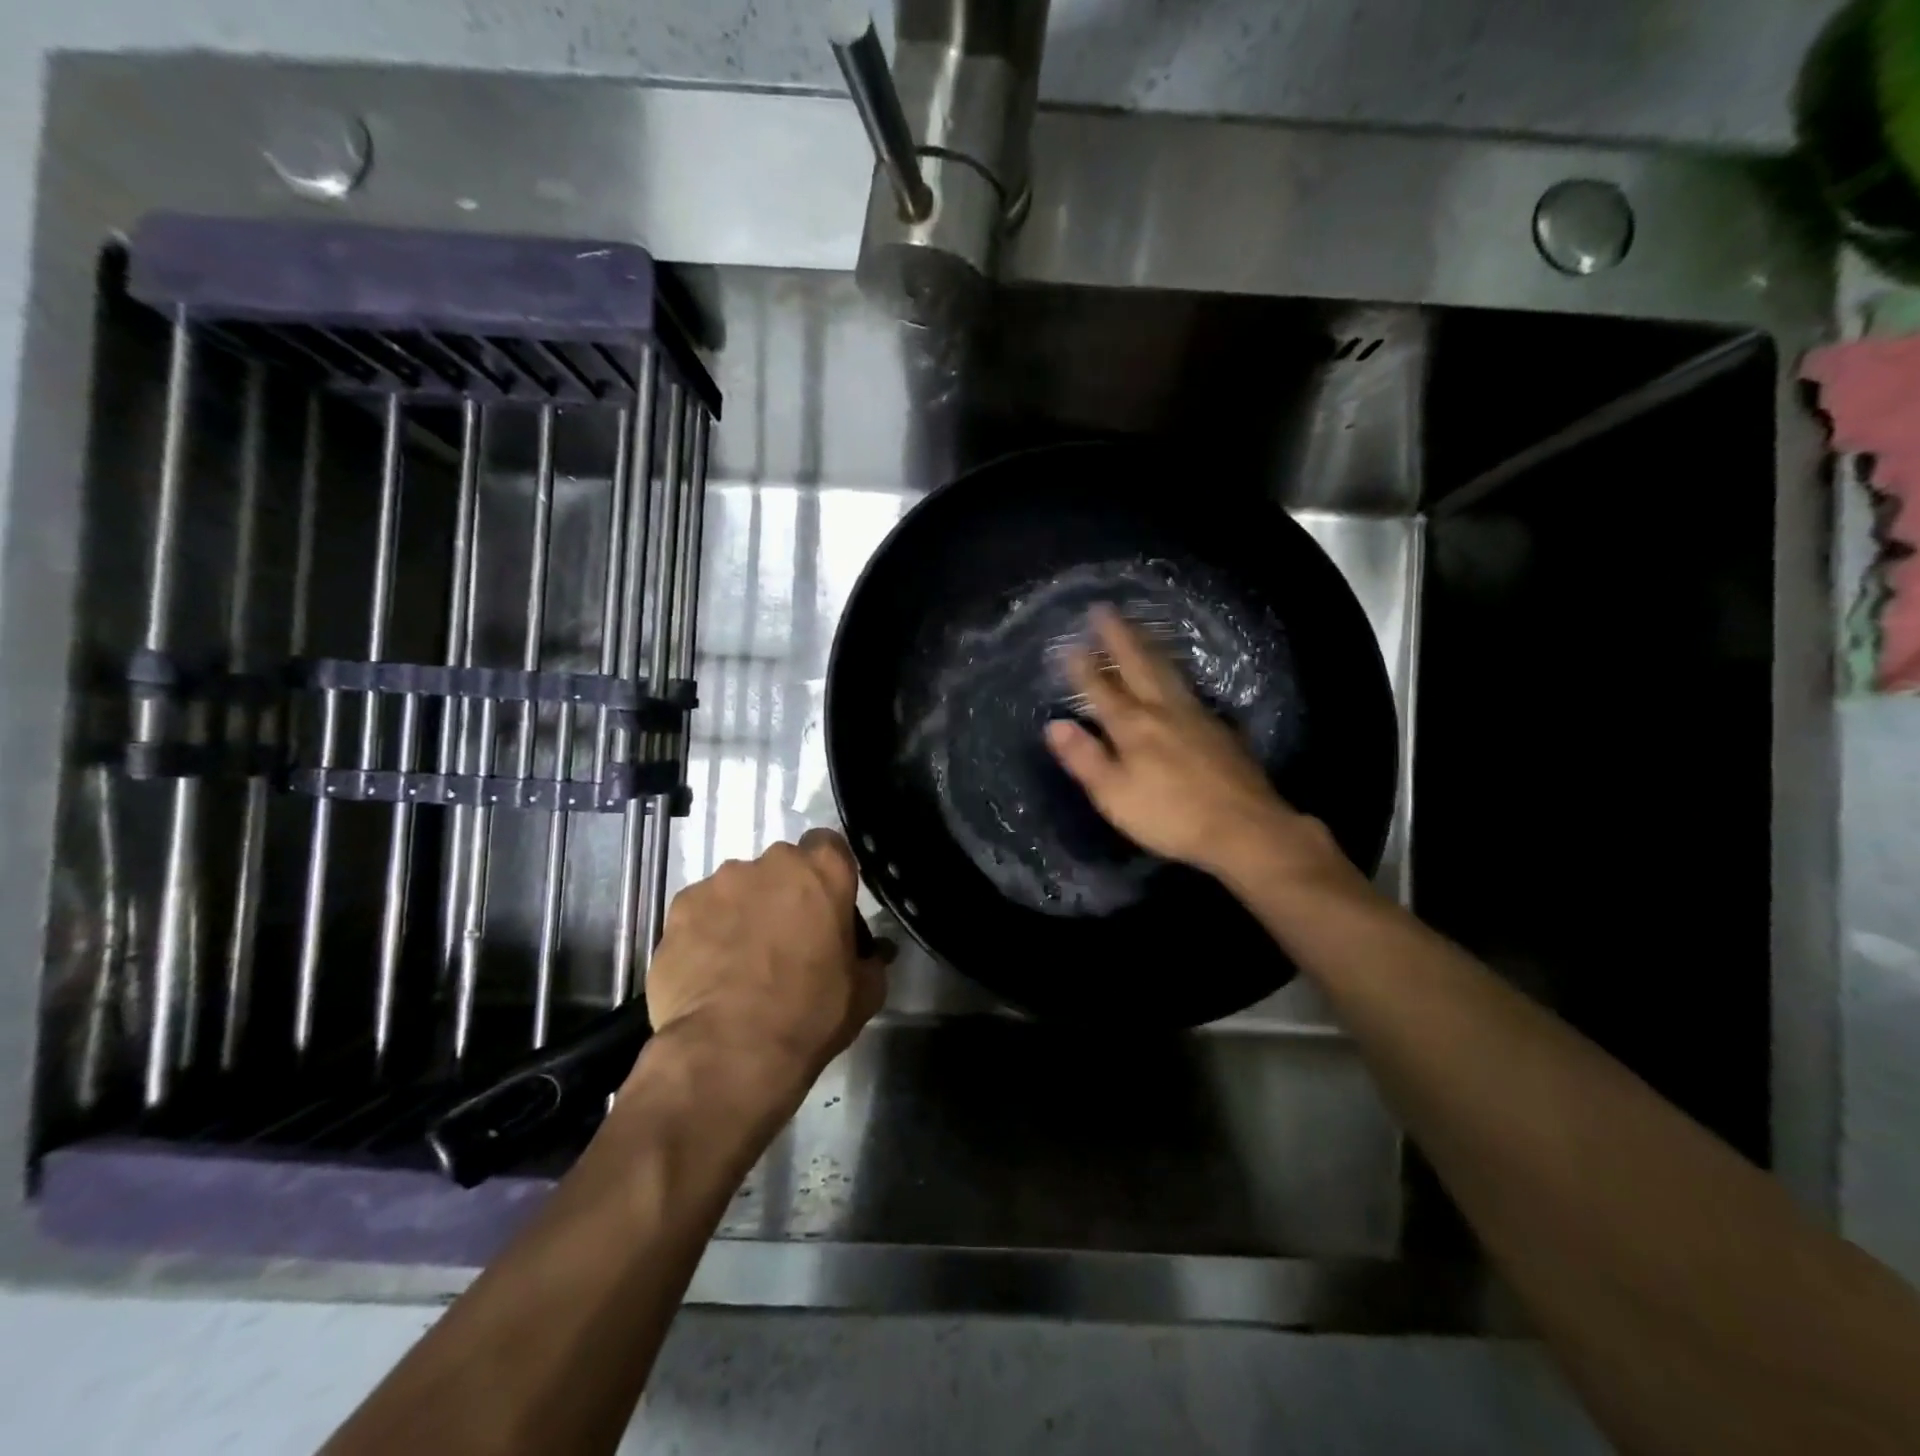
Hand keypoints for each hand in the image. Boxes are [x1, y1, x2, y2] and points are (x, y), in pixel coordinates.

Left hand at [642, 829, 888, 1102]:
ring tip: (739, 960)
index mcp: (822, 872)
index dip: (826, 874)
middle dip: (783, 894)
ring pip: (737, 888)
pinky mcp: (679, 908)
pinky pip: (700, 911)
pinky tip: (708, 970)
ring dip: (743, 911)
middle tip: (785, 939)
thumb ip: (870, 959)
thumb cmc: (809, 1015)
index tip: (825, 905)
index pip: (829, 846)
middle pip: (781, 867)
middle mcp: (770, 863)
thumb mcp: (864, 993)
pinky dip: (706, 931)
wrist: (729, 1051)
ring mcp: (720, 883)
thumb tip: (873, 952)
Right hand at [1043, 605, 1348, 885]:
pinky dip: (1173, 673)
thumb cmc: (1171, 815)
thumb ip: (1085, 758)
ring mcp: (1196, 716)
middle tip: (1105, 610)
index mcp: (1134, 726)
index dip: (1083, 666)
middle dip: (1119, 638)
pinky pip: (1188, 688)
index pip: (1101, 689)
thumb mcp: (1115, 794)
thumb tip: (1054, 724)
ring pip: (1167, 671)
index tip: (1069, 642)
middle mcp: (1164, 710)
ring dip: (1147, 647)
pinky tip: (1174, 678)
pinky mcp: (1219, 729)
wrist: (1245, 827)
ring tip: (1137, 629)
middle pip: (1138, 665)